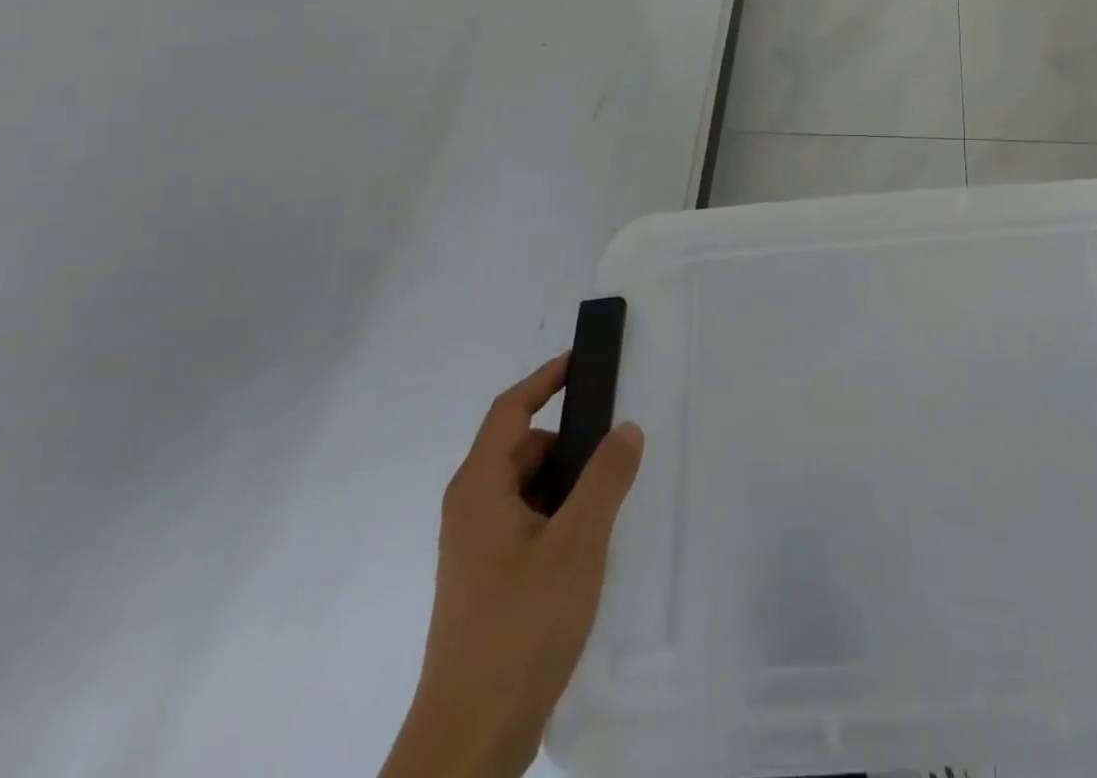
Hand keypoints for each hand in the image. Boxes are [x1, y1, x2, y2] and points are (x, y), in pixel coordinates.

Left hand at [382, 356, 643, 777]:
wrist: (471, 738)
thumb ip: (606, 478)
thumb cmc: (521, 625)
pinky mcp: (488, 580)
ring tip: (610, 502)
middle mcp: (471, 509)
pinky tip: (588, 545)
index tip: (581, 359)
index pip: (511, 410)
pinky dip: (558, 515)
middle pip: (522, 449)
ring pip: (527, 489)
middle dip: (569, 441)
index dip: (546, 379)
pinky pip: (527, 522)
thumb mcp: (577, 543)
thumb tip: (626, 427)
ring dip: (567, 483)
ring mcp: (476, 548)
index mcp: (480, 488)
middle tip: (617, 448)